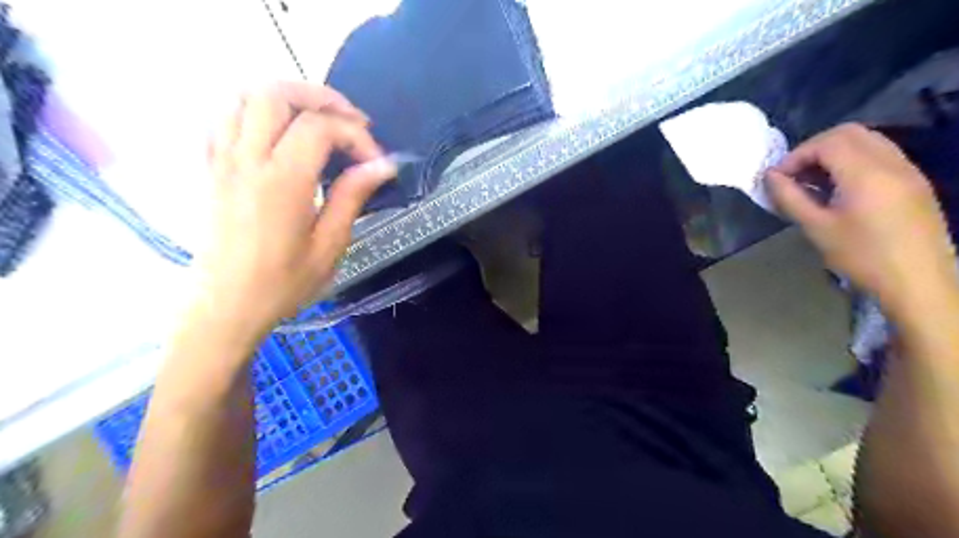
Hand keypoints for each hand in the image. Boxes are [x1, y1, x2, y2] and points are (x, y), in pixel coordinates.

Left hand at [195, 82, 393, 336]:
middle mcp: (246, 159)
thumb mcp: (329, 245)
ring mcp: (220, 160)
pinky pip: (221, 118)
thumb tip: (383, 165)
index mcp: (282, 182)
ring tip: (315, 120)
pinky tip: (275, 133)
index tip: (375, 162)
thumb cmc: (283, 283)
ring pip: (243, 96)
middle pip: (275, 93)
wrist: (224, 306)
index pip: (320, 128)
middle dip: (320, 98)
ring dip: (285, 98)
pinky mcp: (208, 168)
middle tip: (350, 120)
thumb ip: (352, 197)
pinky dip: (252, 111)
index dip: (355, 136)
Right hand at [765, 121, 958, 312]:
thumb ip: (790, 197)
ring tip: (814, 181)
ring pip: (867, 140)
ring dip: (834, 152)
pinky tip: (840, 188)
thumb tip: (770, 176)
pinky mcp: (915, 182)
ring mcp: (908, 170)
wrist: (918, 281)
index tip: (778, 178)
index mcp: (866, 174)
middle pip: (849, 133)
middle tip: (794, 174)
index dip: (796, 155)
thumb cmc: (861, 257)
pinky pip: (881, 154)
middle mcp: (891, 163)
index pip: (827, 143)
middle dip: (814, 148)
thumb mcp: (817, 228)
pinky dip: (854, 160)